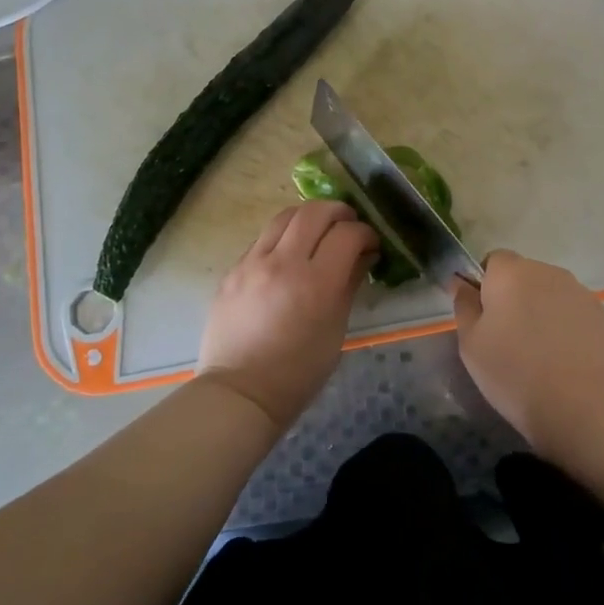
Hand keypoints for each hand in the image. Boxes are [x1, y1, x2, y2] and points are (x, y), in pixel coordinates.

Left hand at [197, 201, 377, 428]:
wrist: (240, 392)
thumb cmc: (299, 372)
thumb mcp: (336, 329)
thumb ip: (350, 284)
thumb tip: (363, 255)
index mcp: (316, 283)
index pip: (348, 234)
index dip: (366, 233)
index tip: (371, 244)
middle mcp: (283, 263)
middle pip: (315, 211)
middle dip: (339, 212)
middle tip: (348, 226)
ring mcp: (252, 263)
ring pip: (285, 216)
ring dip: (308, 218)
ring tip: (318, 232)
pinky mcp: (232, 270)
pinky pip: (262, 239)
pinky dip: (283, 238)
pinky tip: (288, 257)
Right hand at [451, 250, 603, 450]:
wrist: (583, 405)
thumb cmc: (515, 372)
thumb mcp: (471, 344)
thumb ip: (464, 306)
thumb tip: (461, 282)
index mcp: (511, 273)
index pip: (493, 260)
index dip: (486, 284)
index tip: (485, 317)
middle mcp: (548, 272)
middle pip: (525, 276)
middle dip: (516, 299)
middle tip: (509, 340)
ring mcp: (581, 293)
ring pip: (552, 295)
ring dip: (543, 313)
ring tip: (541, 355)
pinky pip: (575, 314)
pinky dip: (568, 329)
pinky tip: (566, 362)